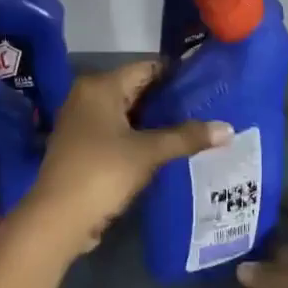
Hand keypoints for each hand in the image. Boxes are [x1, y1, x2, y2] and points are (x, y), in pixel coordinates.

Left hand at [20, 60, 229, 256]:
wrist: (58, 218)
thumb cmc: (102, 172)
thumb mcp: (148, 152)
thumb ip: (186, 137)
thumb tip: (228, 129)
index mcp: (100, 87)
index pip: (147, 68)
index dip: (177, 75)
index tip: (207, 84)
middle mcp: (87, 97)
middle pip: (137, 90)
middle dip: (169, 101)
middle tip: (207, 108)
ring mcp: (82, 122)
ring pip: (128, 113)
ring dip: (156, 122)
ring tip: (194, 128)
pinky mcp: (83, 147)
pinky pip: (118, 132)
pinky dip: (140, 137)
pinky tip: (166, 148)